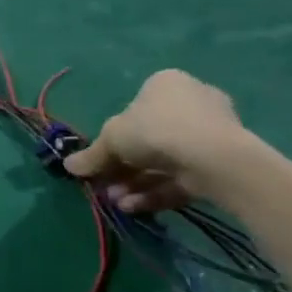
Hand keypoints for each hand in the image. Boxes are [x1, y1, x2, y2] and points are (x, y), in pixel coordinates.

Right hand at [63, 69, 253, 212]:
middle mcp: (192, 103)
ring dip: (136, 184)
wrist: (212, 157)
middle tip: (106, 186)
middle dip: (123, 167)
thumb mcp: (110, 139)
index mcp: (166, 84)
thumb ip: (92, 155)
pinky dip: (157, 191)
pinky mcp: (223, 162)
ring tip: (117, 202)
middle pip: (148, 139)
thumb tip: (68, 166)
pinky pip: (182, 176)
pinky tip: (135, 207)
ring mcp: (211, 134)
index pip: (135, 108)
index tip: (101, 159)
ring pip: (163, 162)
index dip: (114, 137)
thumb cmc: (155, 130)